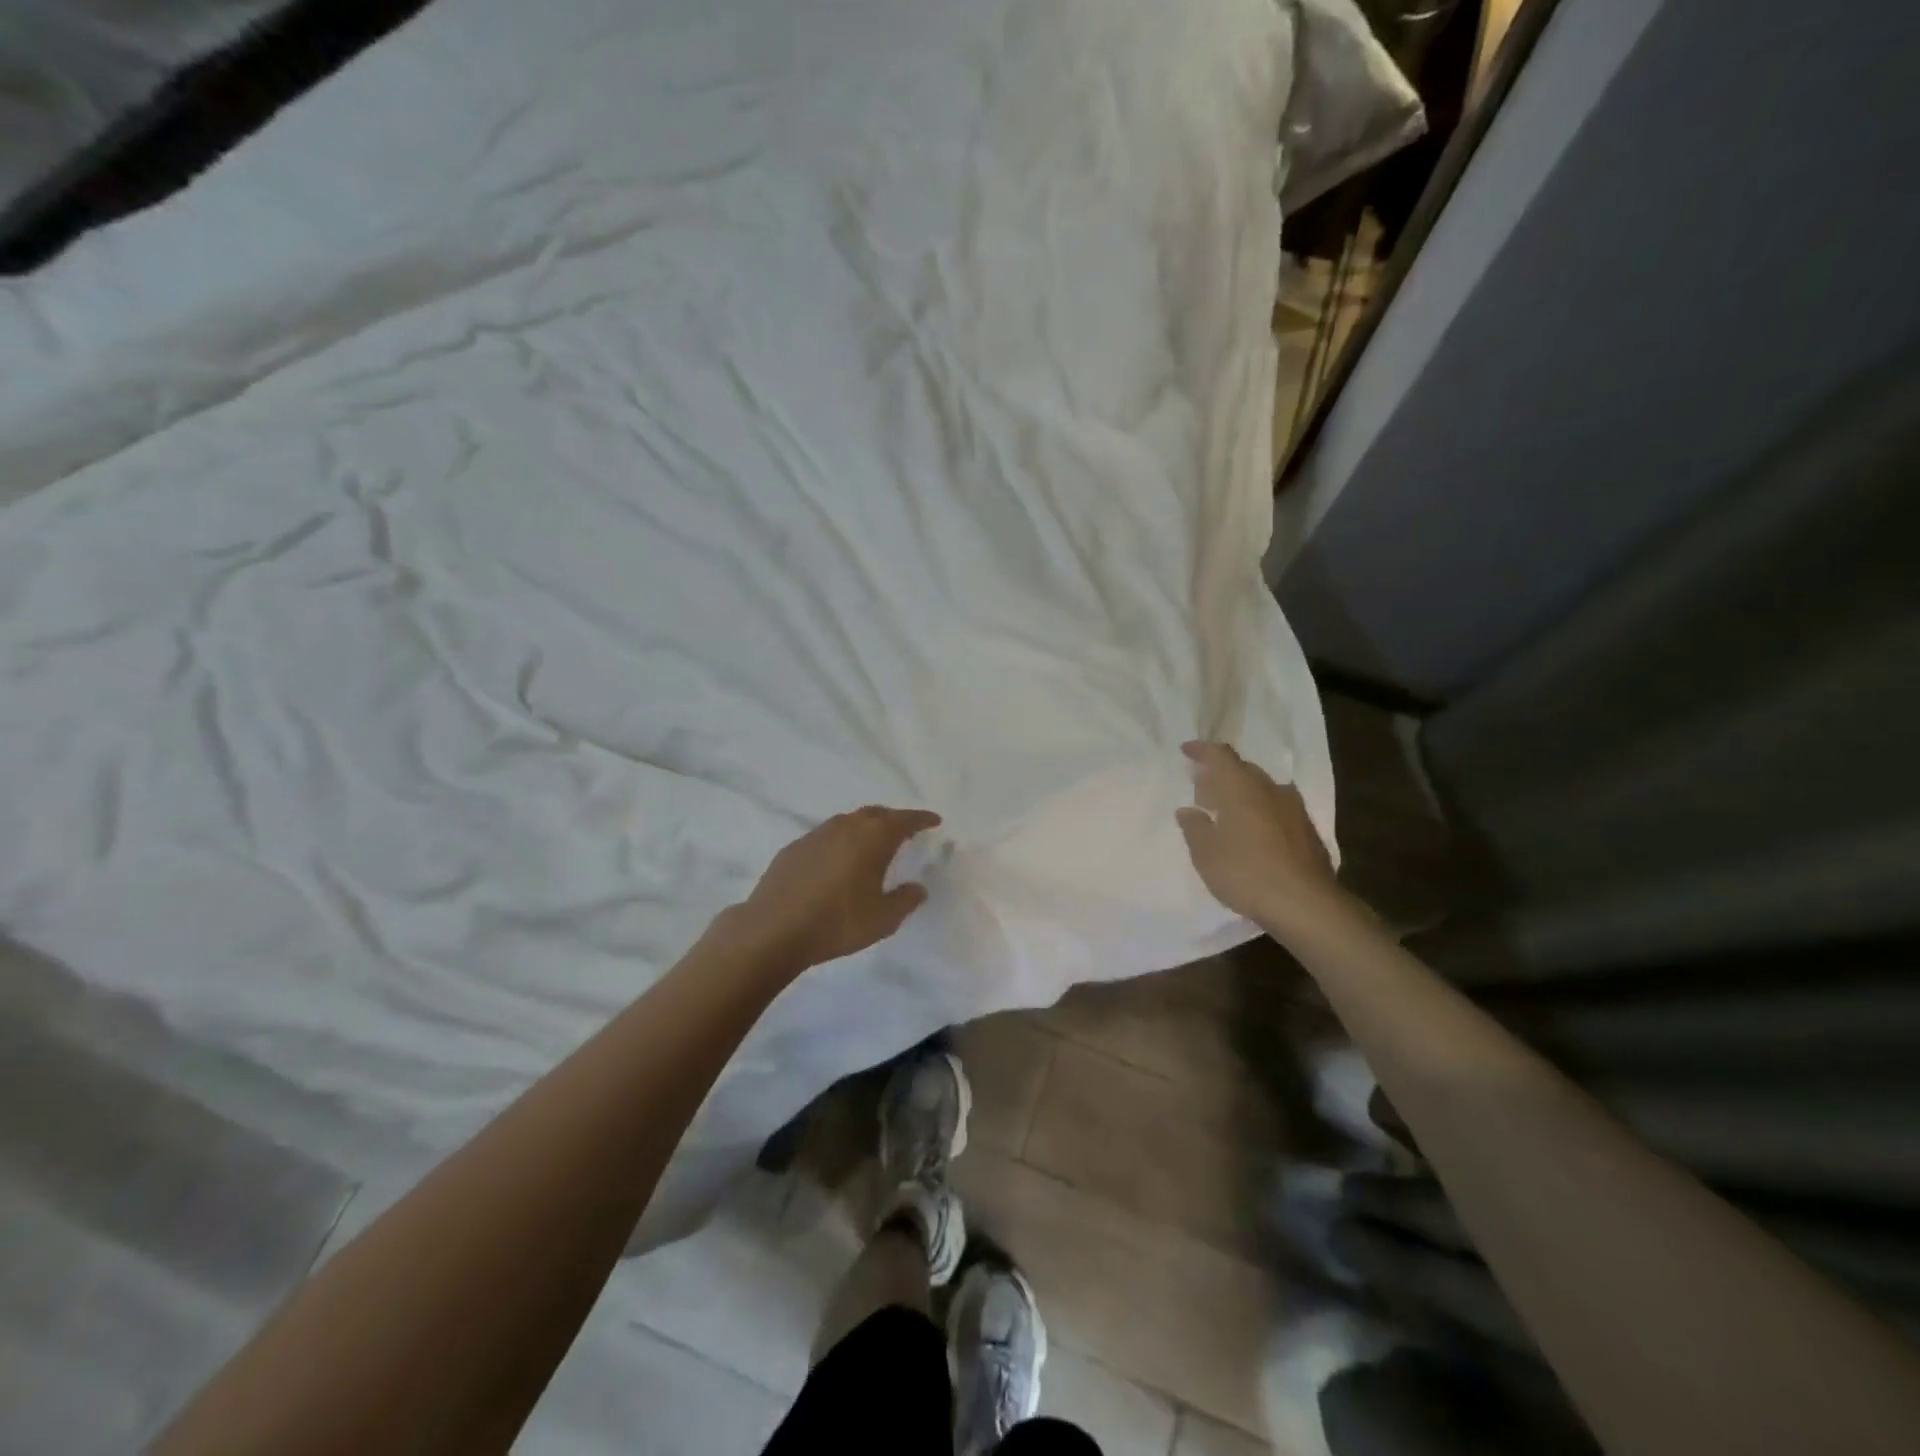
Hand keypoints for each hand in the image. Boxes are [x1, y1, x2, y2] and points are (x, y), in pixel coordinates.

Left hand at [731, 806, 941, 970]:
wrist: (773, 929)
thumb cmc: (838, 922)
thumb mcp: (883, 919)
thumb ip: (906, 900)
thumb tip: (918, 888)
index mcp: (873, 837)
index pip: (905, 820)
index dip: (922, 819)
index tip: (934, 820)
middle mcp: (846, 826)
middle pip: (876, 814)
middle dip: (893, 820)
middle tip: (905, 832)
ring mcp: (816, 834)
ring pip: (848, 822)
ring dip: (864, 829)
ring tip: (872, 846)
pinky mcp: (794, 848)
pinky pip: (826, 837)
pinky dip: (840, 842)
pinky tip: (837, 863)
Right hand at [1176, 741, 1345, 934]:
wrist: (1305, 904)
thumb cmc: (1245, 873)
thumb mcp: (1206, 854)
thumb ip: (1194, 828)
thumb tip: (1188, 811)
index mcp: (1241, 788)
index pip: (1220, 755)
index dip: (1202, 750)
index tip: (1186, 750)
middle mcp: (1270, 790)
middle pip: (1243, 770)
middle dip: (1221, 775)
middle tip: (1202, 790)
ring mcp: (1294, 809)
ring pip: (1263, 789)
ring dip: (1242, 793)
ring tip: (1226, 812)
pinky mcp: (1308, 831)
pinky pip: (1278, 808)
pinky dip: (1260, 811)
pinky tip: (1253, 832)